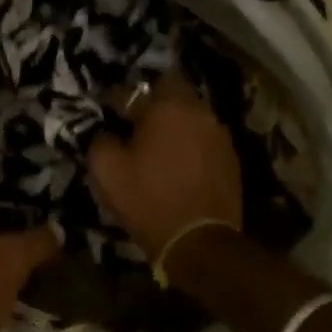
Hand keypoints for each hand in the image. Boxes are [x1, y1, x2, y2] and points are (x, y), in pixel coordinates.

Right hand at [87, 72, 241, 263]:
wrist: (199, 242)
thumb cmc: (148, 200)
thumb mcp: (107, 170)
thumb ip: (100, 140)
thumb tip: (106, 131)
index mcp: (167, 107)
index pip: (136, 89)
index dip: (118, 98)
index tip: (108, 112)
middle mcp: (198, 111)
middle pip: (173, 92)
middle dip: (153, 102)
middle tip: (136, 122)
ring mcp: (219, 134)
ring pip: (192, 115)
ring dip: (175, 123)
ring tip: (159, 143)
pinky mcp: (231, 158)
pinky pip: (204, 139)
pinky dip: (190, 143)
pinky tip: (179, 163)